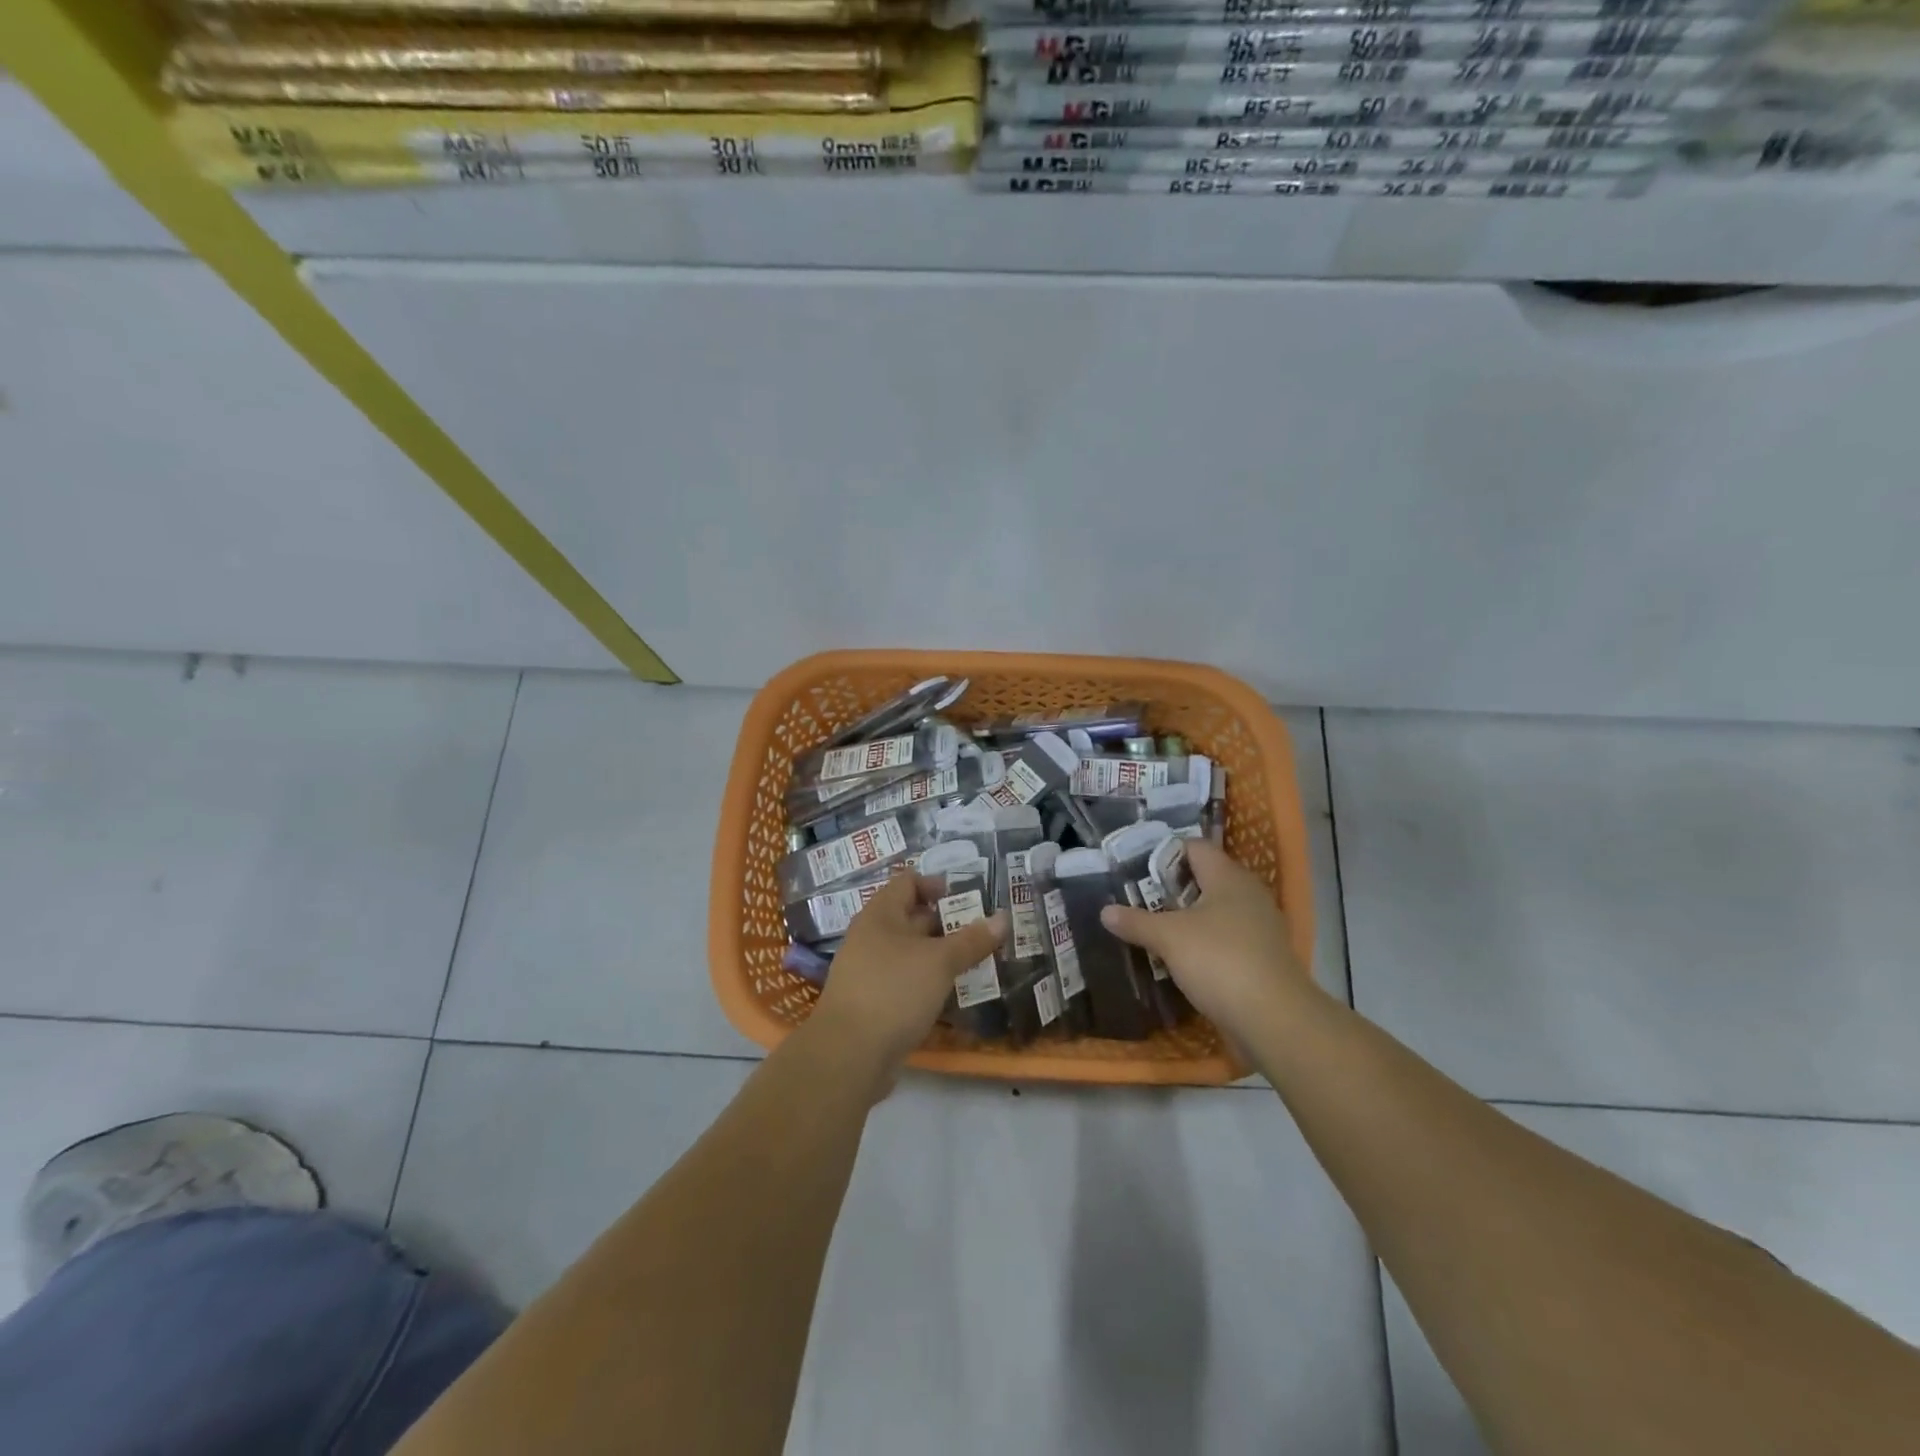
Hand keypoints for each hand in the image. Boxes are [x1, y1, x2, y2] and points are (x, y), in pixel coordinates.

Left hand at [810, 870, 1006, 1072]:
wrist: (849, 1055)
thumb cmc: (894, 991)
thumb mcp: (940, 962)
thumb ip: (972, 940)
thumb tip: (1003, 918)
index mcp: (880, 914)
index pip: (908, 882)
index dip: (937, 884)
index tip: (969, 899)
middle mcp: (871, 936)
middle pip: (912, 917)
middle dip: (948, 923)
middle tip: (984, 933)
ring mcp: (870, 970)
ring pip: (912, 952)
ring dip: (942, 955)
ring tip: (977, 962)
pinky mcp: (874, 1001)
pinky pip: (906, 980)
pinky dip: (929, 981)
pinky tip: (953, 993)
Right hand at [1099, 839, 1315, 1039]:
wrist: (1274, 1019)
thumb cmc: (1219, 961)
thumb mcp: (1168, 938)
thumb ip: (1136, 921)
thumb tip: (1105, 911)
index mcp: (1228, 877)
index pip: (1194, 847)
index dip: (1163, 853)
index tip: (1135, 869)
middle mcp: (1248, 894)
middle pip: (1204, 879)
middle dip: (1170, 889)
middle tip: (1137, 899)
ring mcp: (1259, 927)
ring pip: (1214, 911)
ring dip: (1186, 919)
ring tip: (1152, 928)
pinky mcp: (1261, 957)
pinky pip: (1225, 938)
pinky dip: (1202, 943)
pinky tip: (1179, 958)